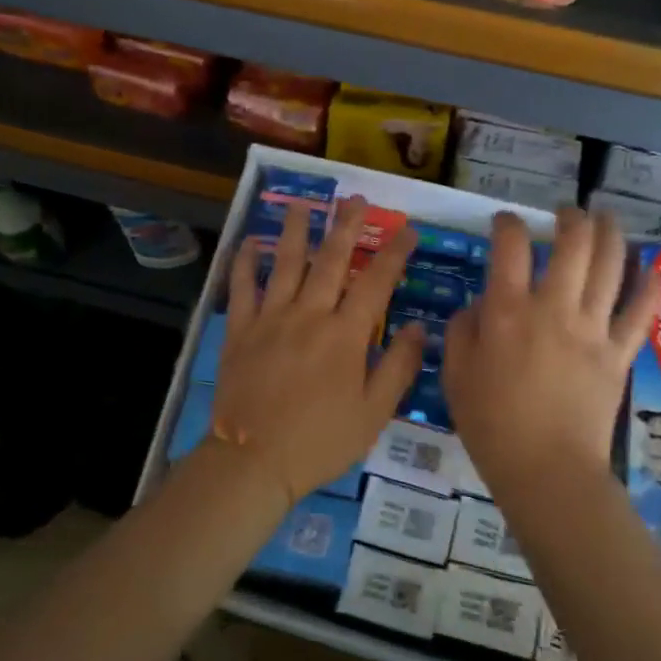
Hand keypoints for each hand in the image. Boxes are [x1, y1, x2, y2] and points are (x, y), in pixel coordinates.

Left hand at [208, 196, 424, 509]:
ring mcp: (271, 318)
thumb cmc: (320, 441)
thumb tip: (420, 327)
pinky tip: (250, 241)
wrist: (253, 461)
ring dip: (297, 230)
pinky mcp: (240, 330)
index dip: (395, 253)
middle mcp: (309, 315)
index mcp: (345, 335)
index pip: (376, 283)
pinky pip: (242, 288)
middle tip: (355, 199)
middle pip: (331, 260)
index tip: (408, 229)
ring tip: (305, 204)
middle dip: (346, 226)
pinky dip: (245, 262)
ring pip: (286, 263)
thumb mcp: (373, 413)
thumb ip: (398, 367)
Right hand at [443, 208, 658, 499]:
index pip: (510, 246)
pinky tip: (650, 269)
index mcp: (508, 312)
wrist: (547, 470)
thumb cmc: (492, 424)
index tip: (504, 223)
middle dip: (570, 218)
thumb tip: (480, 305)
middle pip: (573, 243)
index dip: (507, 223)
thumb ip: (463, 330)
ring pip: (611, 266)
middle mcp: (555, 308)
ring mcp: (593, 329)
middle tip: (566, 214)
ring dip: (610, 234)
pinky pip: (640, 312)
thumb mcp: (456, 375)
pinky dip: (648, 286)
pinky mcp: (619, 353)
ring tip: (605, 219)